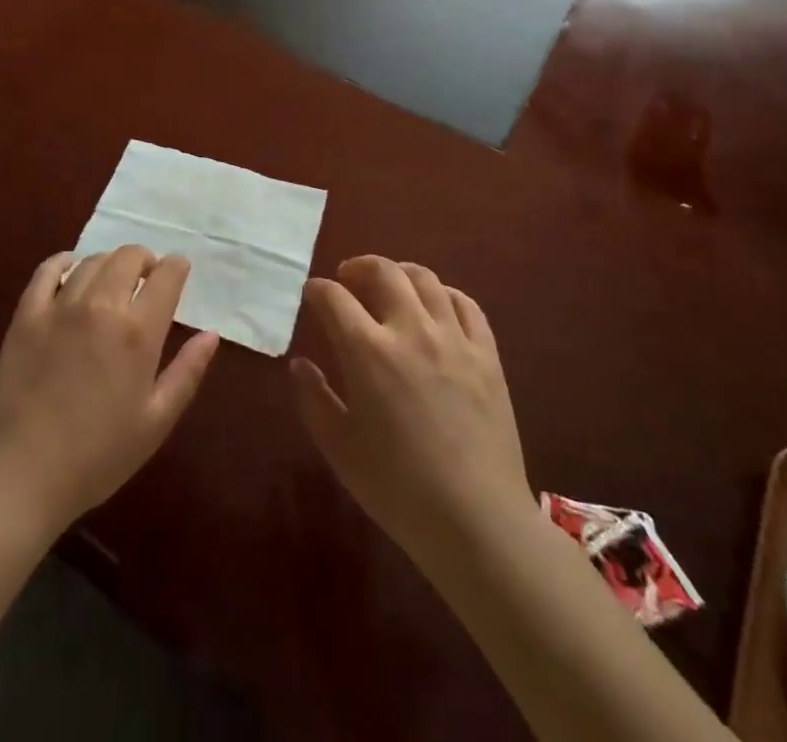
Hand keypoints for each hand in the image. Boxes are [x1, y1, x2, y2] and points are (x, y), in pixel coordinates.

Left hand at [0, 245, 220, 534]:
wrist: (19, 475)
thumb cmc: (97, 456)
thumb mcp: (155, 422)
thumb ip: (187, 373)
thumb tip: (211, 335)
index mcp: (138, 332)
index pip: (166, 276)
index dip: (177, 267)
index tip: (178, 273)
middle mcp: (101, 306)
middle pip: (129, 257)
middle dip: (145, 260)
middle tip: (147, 280)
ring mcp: (60, 307)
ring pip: (92, 261)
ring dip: (110, 264)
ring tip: (113, 282)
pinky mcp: (27, 315)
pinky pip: (48, 270)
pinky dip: (65, 263)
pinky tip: (71, 272)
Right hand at [292, 255, 532, 565]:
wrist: (476, 520)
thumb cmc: (397, 488)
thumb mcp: (340, 448)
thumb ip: (314, 399)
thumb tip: (300, 363)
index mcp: (368, 351)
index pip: (334, 298)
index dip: (317, 290)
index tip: (311, 294)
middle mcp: (410, 330)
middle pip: (383, 271)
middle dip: (359, 267)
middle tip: (348, 278)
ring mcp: (453, 338)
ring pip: (425, 279)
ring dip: (400, 273)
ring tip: (391, 284)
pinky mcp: (487, 354)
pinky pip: (466, 305)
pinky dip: (445, 294)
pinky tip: (436, 306)